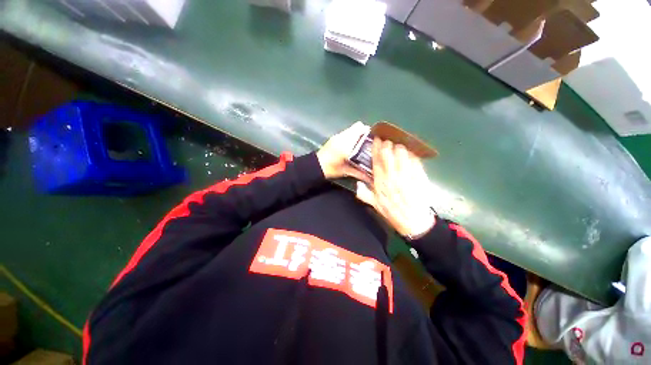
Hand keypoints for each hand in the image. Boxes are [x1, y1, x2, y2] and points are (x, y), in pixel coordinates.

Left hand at [317, 122, 371, 181]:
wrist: (316, 166)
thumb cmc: (331, 168)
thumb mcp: (346, 170)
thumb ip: (358, 172)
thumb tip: (370, 178)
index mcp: (346, 143)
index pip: (360, 129)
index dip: (369, 132)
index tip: (375, 139)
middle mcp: (342, 136)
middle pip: (357, 126)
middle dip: (364, 132)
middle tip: (369, 142)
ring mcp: (337, 136)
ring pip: (351, 129)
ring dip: (357, 134)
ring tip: (362, 143)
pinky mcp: (333, 138)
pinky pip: (346, 133)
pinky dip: (351, 136)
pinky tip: (352, 145)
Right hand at [356, 138, 434, 237]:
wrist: (414, 222)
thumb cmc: (393, 213)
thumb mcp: (376, 206)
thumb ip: (365, 195)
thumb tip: (358, 184)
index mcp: (381, 183)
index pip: (377, 161)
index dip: (376, 149)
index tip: (377, 139)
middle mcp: (392, 177)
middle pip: (389, 155)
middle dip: (388, 144)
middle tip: (388, 139)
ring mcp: (406, 176)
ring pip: (402, 155)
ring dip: (400, 147)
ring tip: (399, 143)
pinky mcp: (419, 177)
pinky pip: (415, 161)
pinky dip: (412, 154)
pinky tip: (410, 151)